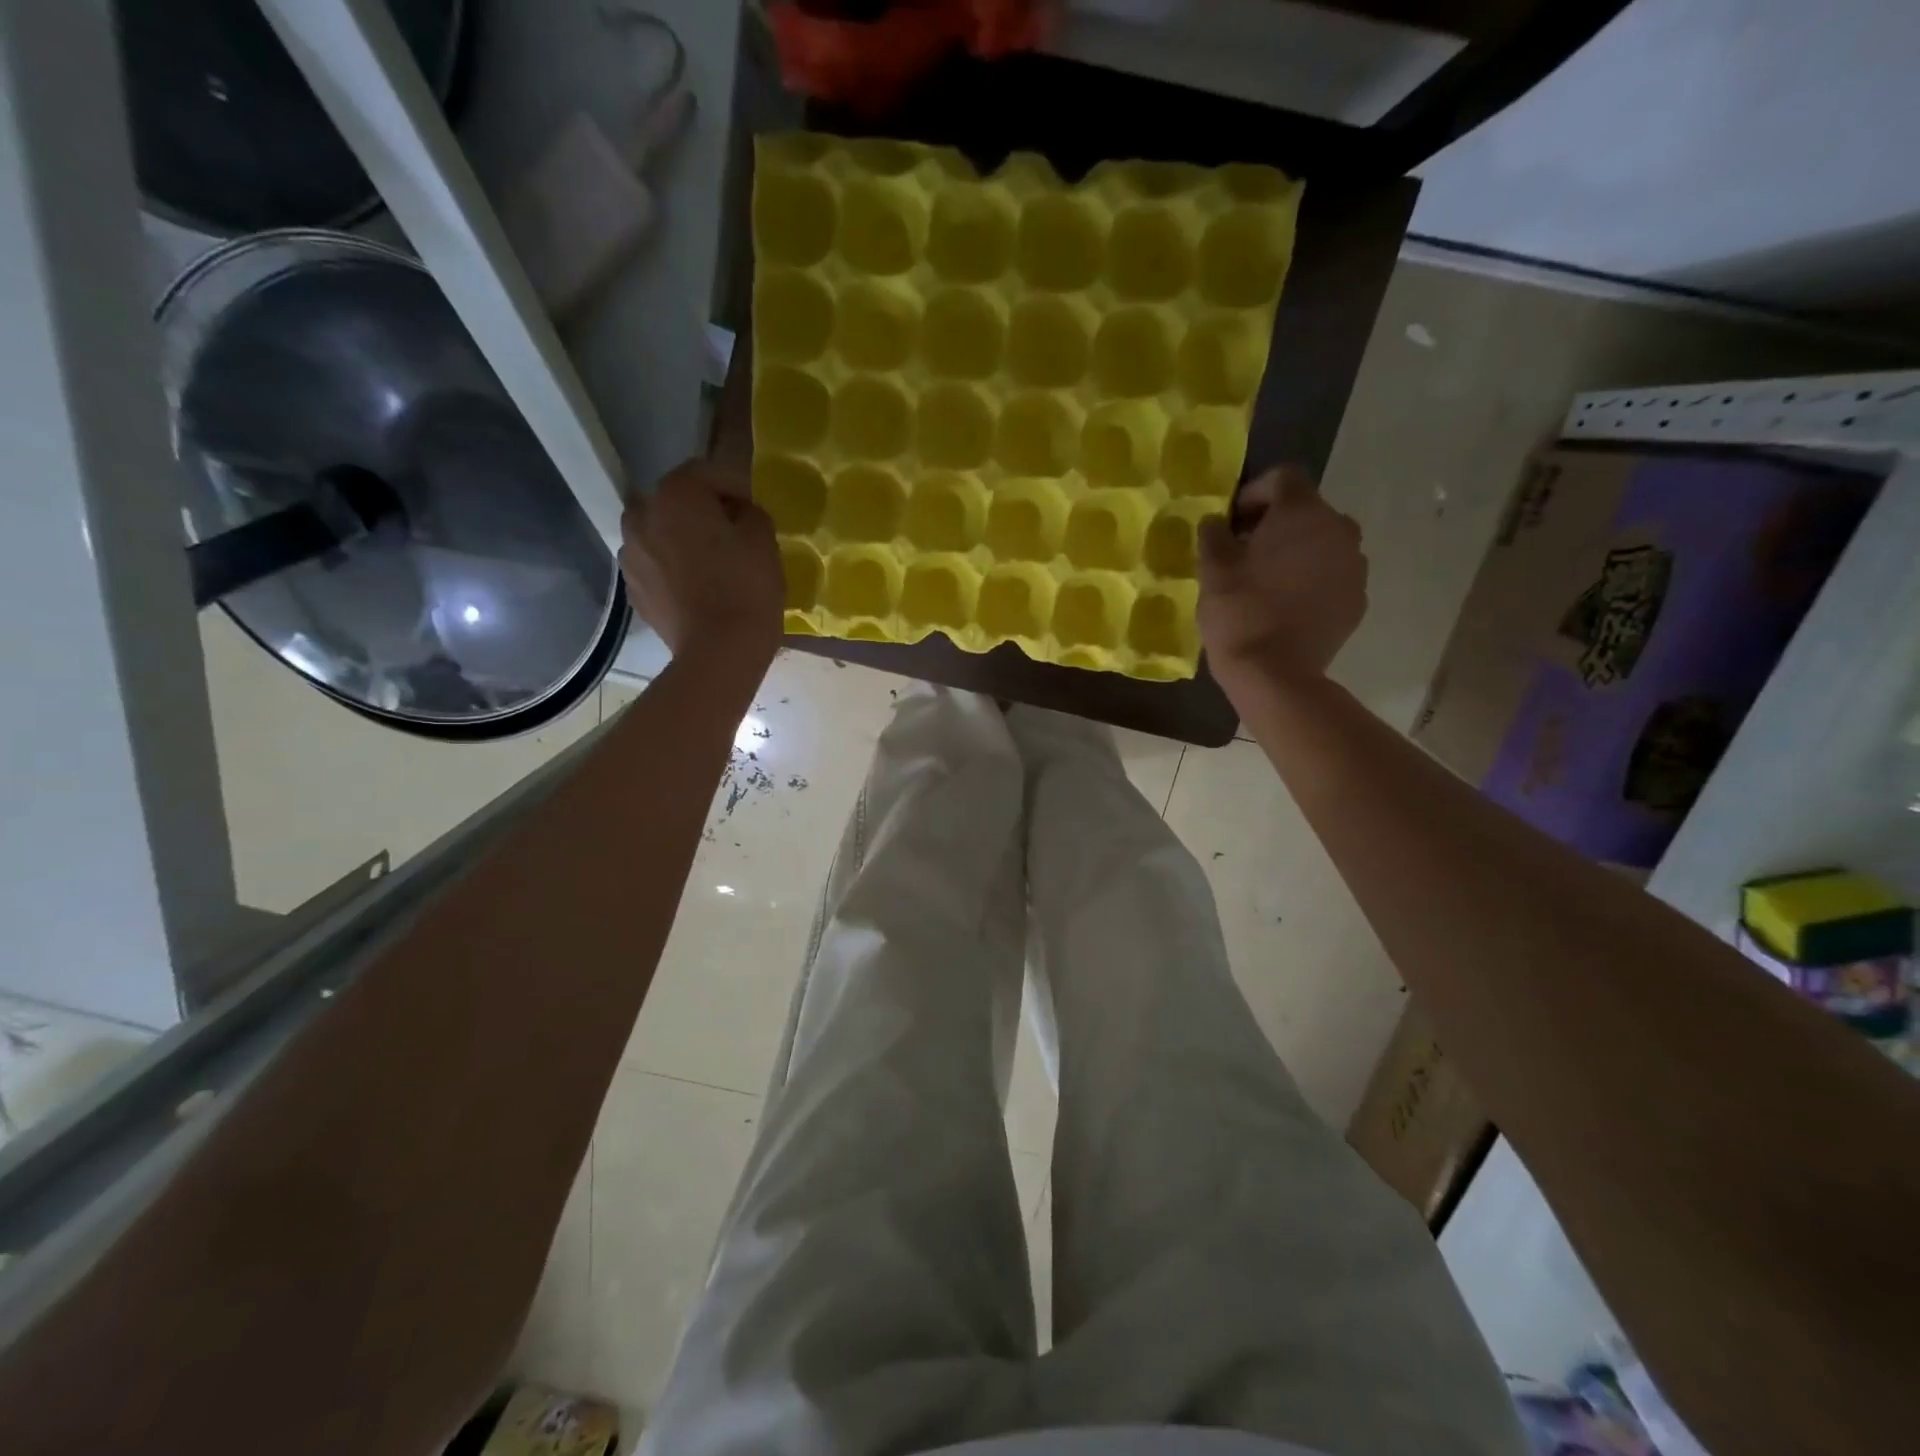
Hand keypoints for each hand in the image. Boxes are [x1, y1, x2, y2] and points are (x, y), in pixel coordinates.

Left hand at [620, 461, 782, 671]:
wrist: (719, 652)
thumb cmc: (746, 589)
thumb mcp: (764, 541)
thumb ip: (751, 514)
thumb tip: (739, 515)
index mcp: (675, 495)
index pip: (707, 473)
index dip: (736, 487)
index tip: (755, 509)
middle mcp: (642, 515)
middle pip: (676, 501)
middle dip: (702, 511)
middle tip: (732, 533)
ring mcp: (630, 554)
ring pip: (660, 533)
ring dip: (682, 539)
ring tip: (711, 562)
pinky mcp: (633, 588)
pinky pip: (656, 565)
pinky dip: (673, 568)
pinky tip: (697, 588)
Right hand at [1198, 466, 1367, 695]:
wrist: (1276, 674)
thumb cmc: (1240, 613)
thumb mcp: (1212, 569)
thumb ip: (1214, 535)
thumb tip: (1216, 522)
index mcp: (1303, 512)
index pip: (1283, 478)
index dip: (1253, 493)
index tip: (1231, 521)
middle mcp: (1339, 529)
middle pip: (1306, 511)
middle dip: (1275, 524)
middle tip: (1244, 550)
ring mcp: (1354, 566)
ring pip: (1322, 543)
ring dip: (1296, 551)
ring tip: (1266, 580)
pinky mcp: (1357, 599)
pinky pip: (1332, 575)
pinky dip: (1311, 580)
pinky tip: (1285, 604)